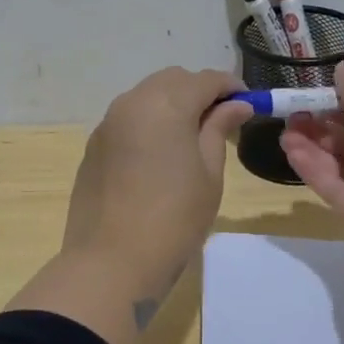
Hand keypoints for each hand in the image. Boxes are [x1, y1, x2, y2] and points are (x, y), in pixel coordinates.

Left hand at [60, 67, 251, 310]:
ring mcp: (107, 124)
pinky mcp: (94, 146)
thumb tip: (236, 105)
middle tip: (221, 121)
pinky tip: (159, 155)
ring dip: (172, 104)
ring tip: (191, 138)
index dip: (230, 87)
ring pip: (147, 96)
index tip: (249, 104)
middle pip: (172, 80)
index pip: (205, 80)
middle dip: (199, 92)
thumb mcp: (209, 174)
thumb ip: (219, 130)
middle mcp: (132, 103)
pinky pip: (127, 119)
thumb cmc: (174, 220)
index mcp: (166, 104)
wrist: (111, 262)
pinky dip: (149, 123)